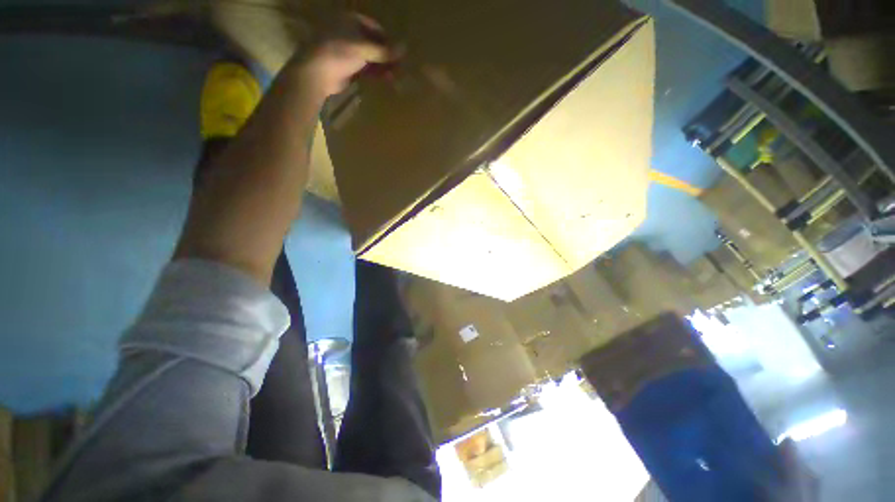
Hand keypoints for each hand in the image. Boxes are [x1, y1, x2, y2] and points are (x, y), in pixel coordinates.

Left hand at [291, 14, 391, 97]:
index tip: (398, 53)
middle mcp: (349, 34)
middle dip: (386, 56)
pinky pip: (365, 68)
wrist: (316, 73)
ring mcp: (347, 51)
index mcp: (350, 21)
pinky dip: (376, 74)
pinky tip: (386, 80)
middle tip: (400, 67)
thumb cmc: (338, 52)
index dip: (388, 40)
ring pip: (370, 57)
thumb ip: (384, 50)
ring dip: (383, 66)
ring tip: (396, 76)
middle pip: (373, 44)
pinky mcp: (347, 67)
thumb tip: (405, 48)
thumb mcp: (363, 49)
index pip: (375, 28)